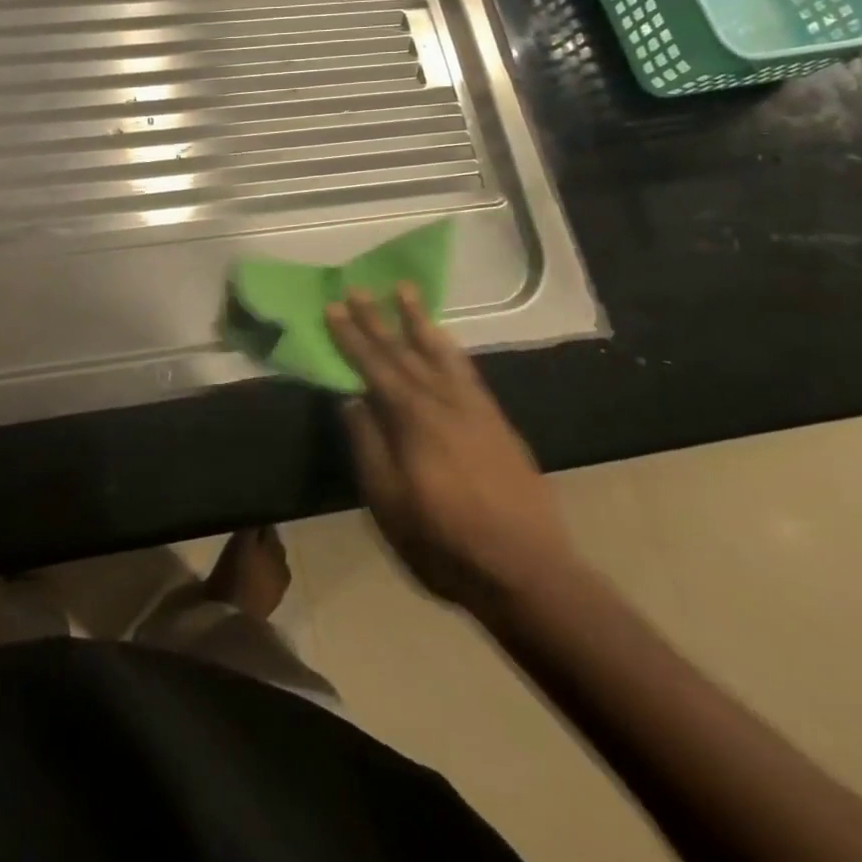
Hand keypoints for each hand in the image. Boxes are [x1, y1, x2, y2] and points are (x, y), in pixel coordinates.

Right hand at [326, 285, 575, 616]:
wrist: (528, 573)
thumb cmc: (444, 542)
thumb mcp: (387, 502)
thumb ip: (368, 445)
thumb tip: (351, 400)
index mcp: (412, 420)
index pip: (374, 366)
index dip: (351, 337)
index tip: (334, 306)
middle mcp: (443, 403)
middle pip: (404, 351)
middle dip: (378, 319)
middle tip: (359, 288)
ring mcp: (475, 410)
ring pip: (440, 353)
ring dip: (418, 321)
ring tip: (405, 291)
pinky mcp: (497, 423)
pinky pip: (467, 371)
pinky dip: (450, 349)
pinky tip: (443, 341)